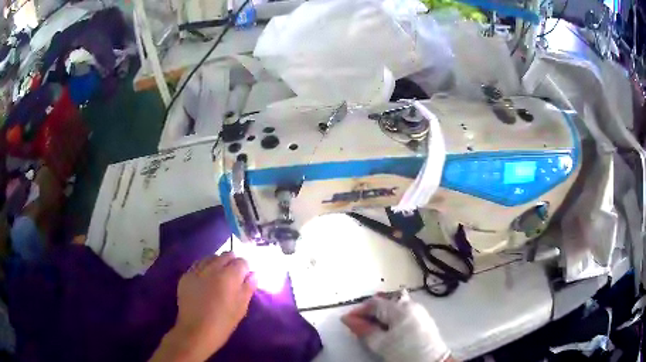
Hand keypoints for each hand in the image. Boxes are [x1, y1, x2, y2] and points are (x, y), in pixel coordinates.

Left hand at [150, 252, 256, 361]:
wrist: (196, 331)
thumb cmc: (223, 322)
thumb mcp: (241, 308)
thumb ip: (248, 288)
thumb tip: (254, 274)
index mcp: (229, 276)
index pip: (242, 261)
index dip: (246, 268)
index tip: (247, 276)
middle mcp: (212, 268)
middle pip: (226, 255)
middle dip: (233, 262)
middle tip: (235, 276)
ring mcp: (197, 270)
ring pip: (211, 257)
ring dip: (218, 263)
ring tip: (219, 276)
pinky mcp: (185, 276)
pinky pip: (198, 265)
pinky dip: (204, 267)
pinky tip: (205, 279)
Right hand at [341, 291, 452, 361]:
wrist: (431, 361)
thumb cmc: (403, 352)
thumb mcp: (380, 343)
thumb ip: (363, 329)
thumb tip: (348, 319)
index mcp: (399, 308)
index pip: (374, 303)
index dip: (359, 311)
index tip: (347, 321)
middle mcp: (410, 304)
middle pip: (385, 302)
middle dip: (370, 311)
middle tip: (360, 324)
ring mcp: (419, 310)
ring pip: (395, 306)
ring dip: (381, 314)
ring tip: (373, 328)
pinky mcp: (423, 318)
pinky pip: (403, 311)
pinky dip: (392, 317)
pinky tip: (388, 328)